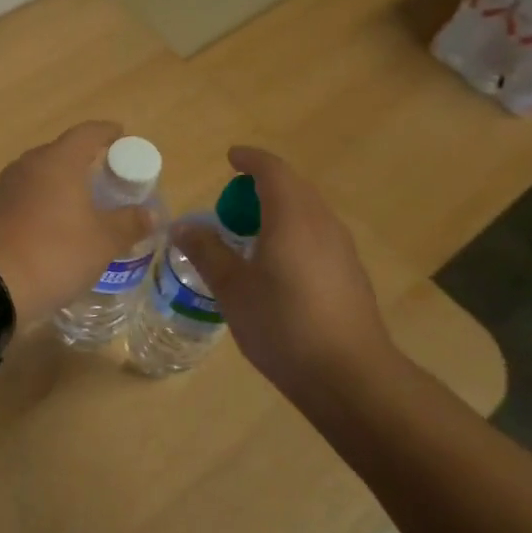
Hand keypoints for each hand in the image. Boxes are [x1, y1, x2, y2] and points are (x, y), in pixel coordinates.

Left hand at [0, 122, 153, 324]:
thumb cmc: (55, 253)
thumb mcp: (103, 242)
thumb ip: (129, 223)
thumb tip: (150, 214)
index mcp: (58, 161)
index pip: (87, 133)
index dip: (107, 132)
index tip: (122, 136)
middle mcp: (28, 165)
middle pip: (61, 153)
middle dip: (85, 161)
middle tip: (107, 179)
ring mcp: (4, 188)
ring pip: (40, 176)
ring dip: (61, 184)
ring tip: (81, 204)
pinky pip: (24, 197)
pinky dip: (42, 204)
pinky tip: (52, 226)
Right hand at [175, 146, 395, 398]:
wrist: (348, 374)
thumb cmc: (282, 324)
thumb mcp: (232, 288)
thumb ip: (206, 252)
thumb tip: (182, 226)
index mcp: (292, 218)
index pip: (272, 171)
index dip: (250, 160)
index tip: (230, 158)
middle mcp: (322, 224)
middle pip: (293, 188)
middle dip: (261, 187)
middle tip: (229, 206)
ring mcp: (341, 249)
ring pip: (307, 213)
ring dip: (277, 212)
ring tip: (247, 237)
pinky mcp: (349, 273)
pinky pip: (316, 236)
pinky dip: (291, 234)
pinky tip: (275, 268)